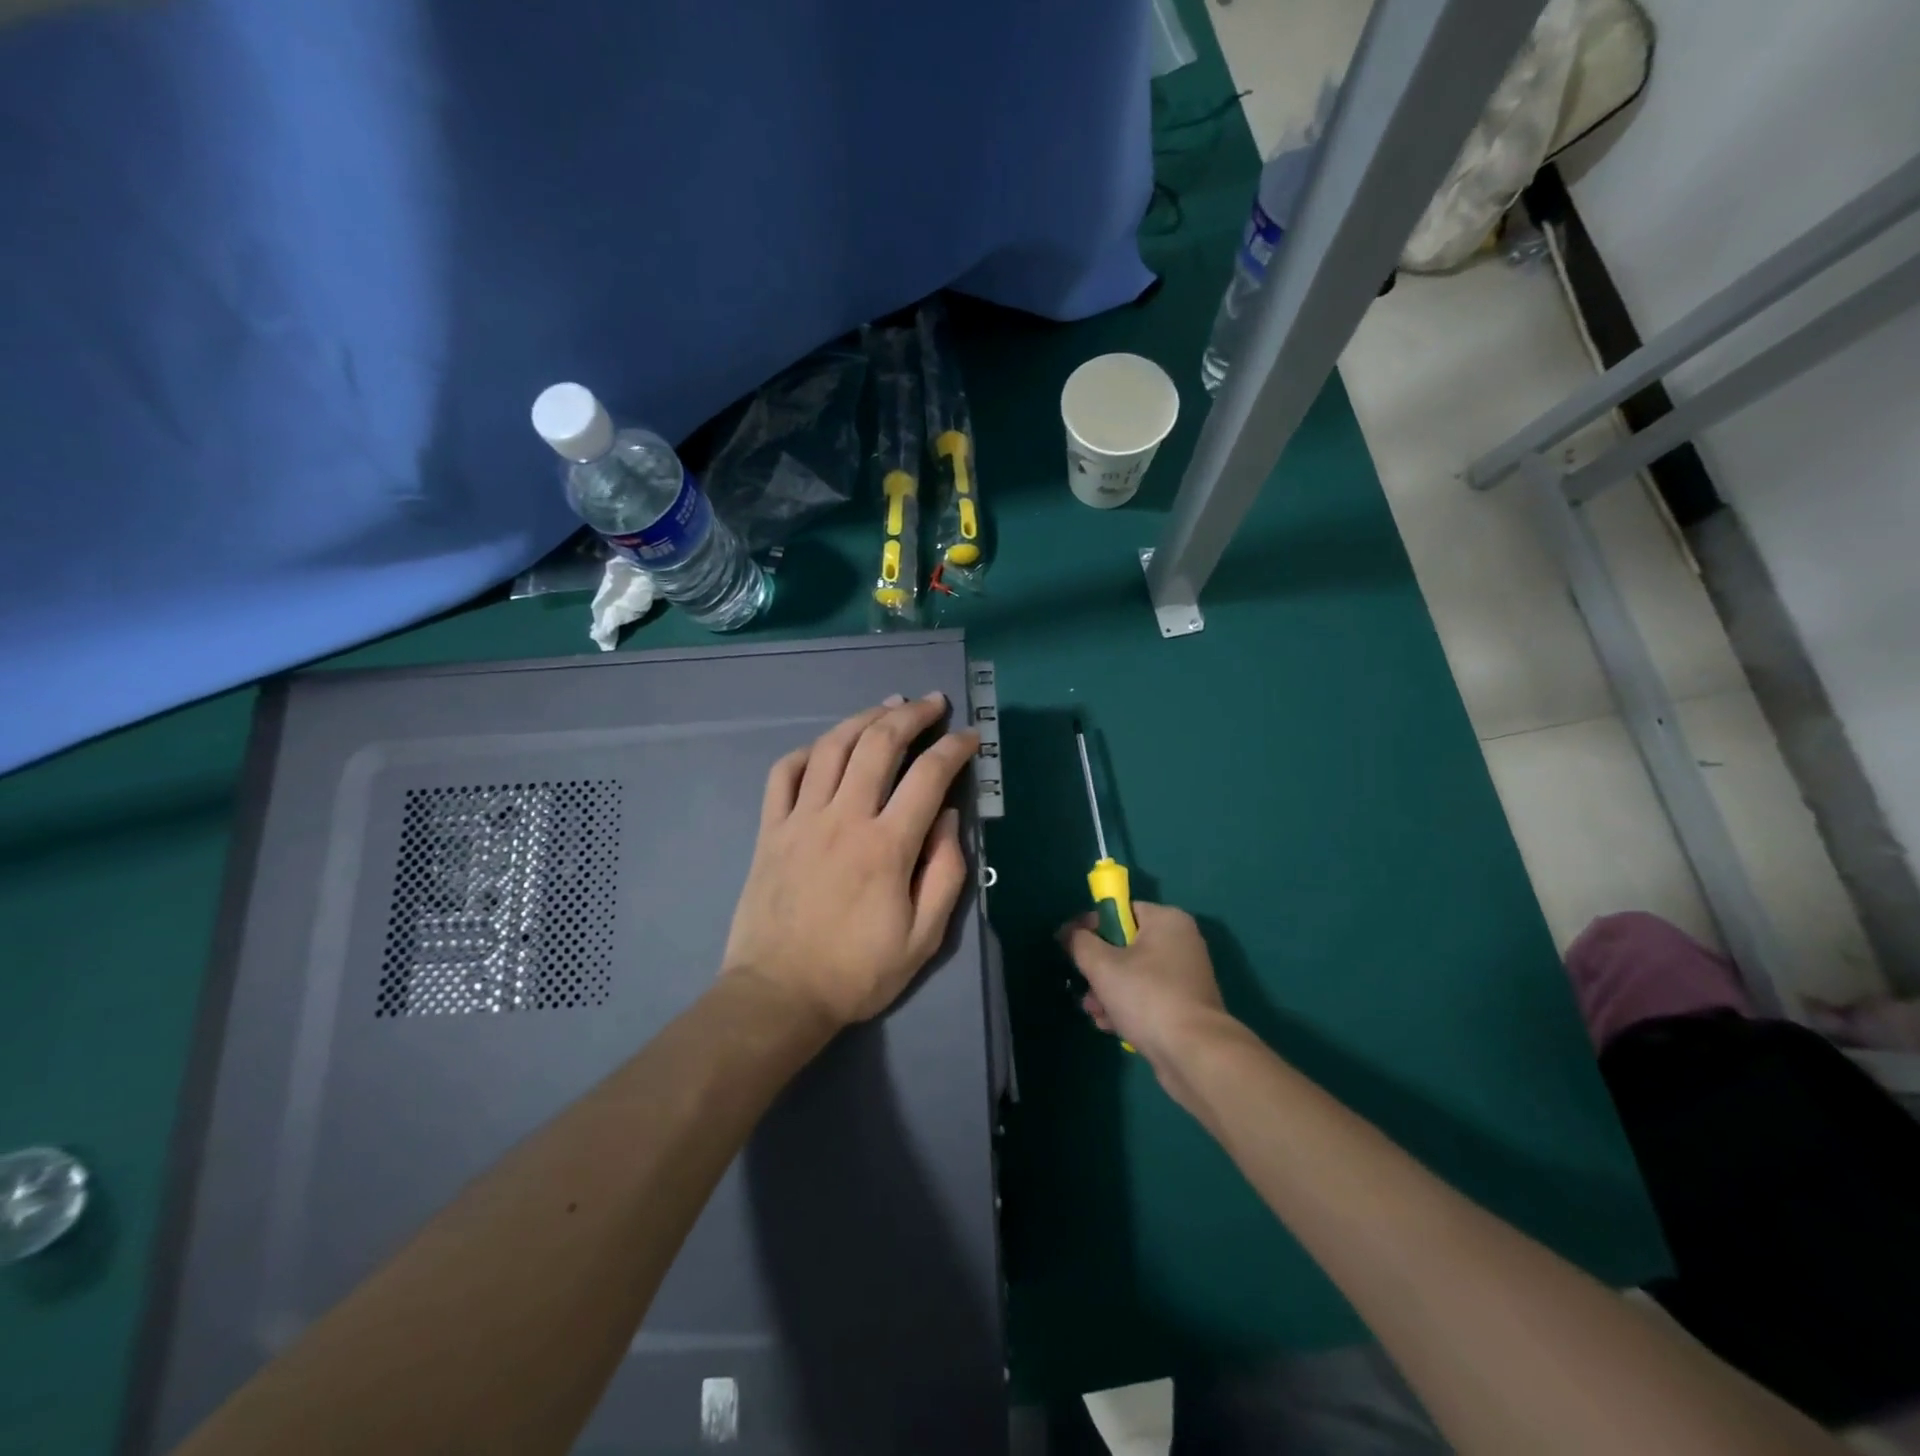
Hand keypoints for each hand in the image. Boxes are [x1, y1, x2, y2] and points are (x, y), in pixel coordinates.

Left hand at [722, 694, 979, 1029]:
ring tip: (888, 707)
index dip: (954, 748)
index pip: (929, 776)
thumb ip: (944, 873)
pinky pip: (785, 772)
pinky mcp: (770, 829)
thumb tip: (947, 818)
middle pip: (879, 744)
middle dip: (912, 715)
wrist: (778, 995)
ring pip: (833, 746)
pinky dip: (809, 750)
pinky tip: (828, 746)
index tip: (969, 737)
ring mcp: (801, 819)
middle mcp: (844, 819)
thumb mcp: (923, 938)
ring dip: (864, 718)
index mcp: (887, 846)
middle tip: (933, 703)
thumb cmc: (857, 972)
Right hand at [1060, 902, 1239, 1106]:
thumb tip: (1069, 933)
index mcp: (1166, 920)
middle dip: (1097, 968)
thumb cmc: (1147, 997)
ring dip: (1107, 991)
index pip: (1119, 911)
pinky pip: (1147, 997)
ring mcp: (1184, 976)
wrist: (1194, 1054)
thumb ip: (1080, 943)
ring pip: (1133, 974)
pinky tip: (1110, 1025)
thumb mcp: (1102, 966)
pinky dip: (1127, 1007)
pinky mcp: (1184, 1006)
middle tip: (1082, 985)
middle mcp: (1180, 942)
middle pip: (1124, 945)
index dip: (1090, 926)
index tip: (1068, 946)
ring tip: (1094, 1012)